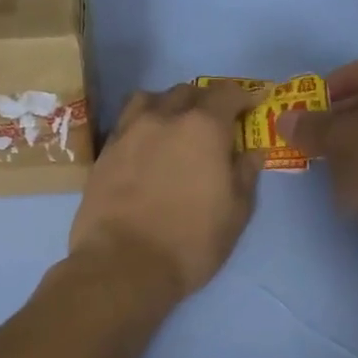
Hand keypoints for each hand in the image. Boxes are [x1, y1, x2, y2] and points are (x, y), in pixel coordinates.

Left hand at [68, 81, 265, 301]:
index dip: (242, 97)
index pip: (227, 93)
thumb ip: (245, 174)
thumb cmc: (190, 242)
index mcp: (203, 127)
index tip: (250, 107)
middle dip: (205, 101)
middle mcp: (164, 118)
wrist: (122, 265)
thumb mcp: (235, 214)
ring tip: (173, 126)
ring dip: (167, 105)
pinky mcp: (104, 152)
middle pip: (187, 91)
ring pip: (150, 99)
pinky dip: (141, 124)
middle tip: (214, 124)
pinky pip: (126, 122)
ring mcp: (128, 132)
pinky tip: (145, 146)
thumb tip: (252, 151)